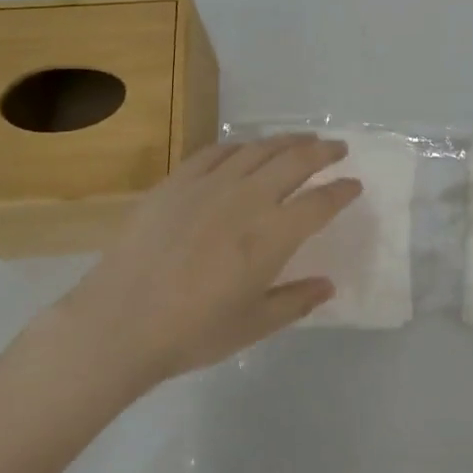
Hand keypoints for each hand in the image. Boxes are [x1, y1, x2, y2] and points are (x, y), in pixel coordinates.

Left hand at [37, 135, 361, 395]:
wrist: (118, 323)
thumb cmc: (192, 332)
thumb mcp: (254, 326)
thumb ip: (296, 301)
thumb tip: (328, 285)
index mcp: (272, 236)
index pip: (321, 202)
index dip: (343, 190)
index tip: (355, 185)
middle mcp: (247, 200)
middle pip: (296, 161)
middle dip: (323, 151)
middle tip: (338, 148)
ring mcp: (209, 186)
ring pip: (258, 150)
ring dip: (287, 141)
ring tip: (301, 140)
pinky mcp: (176, 183)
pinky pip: (215, 152)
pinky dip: (239, 146)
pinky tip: (245, 149)